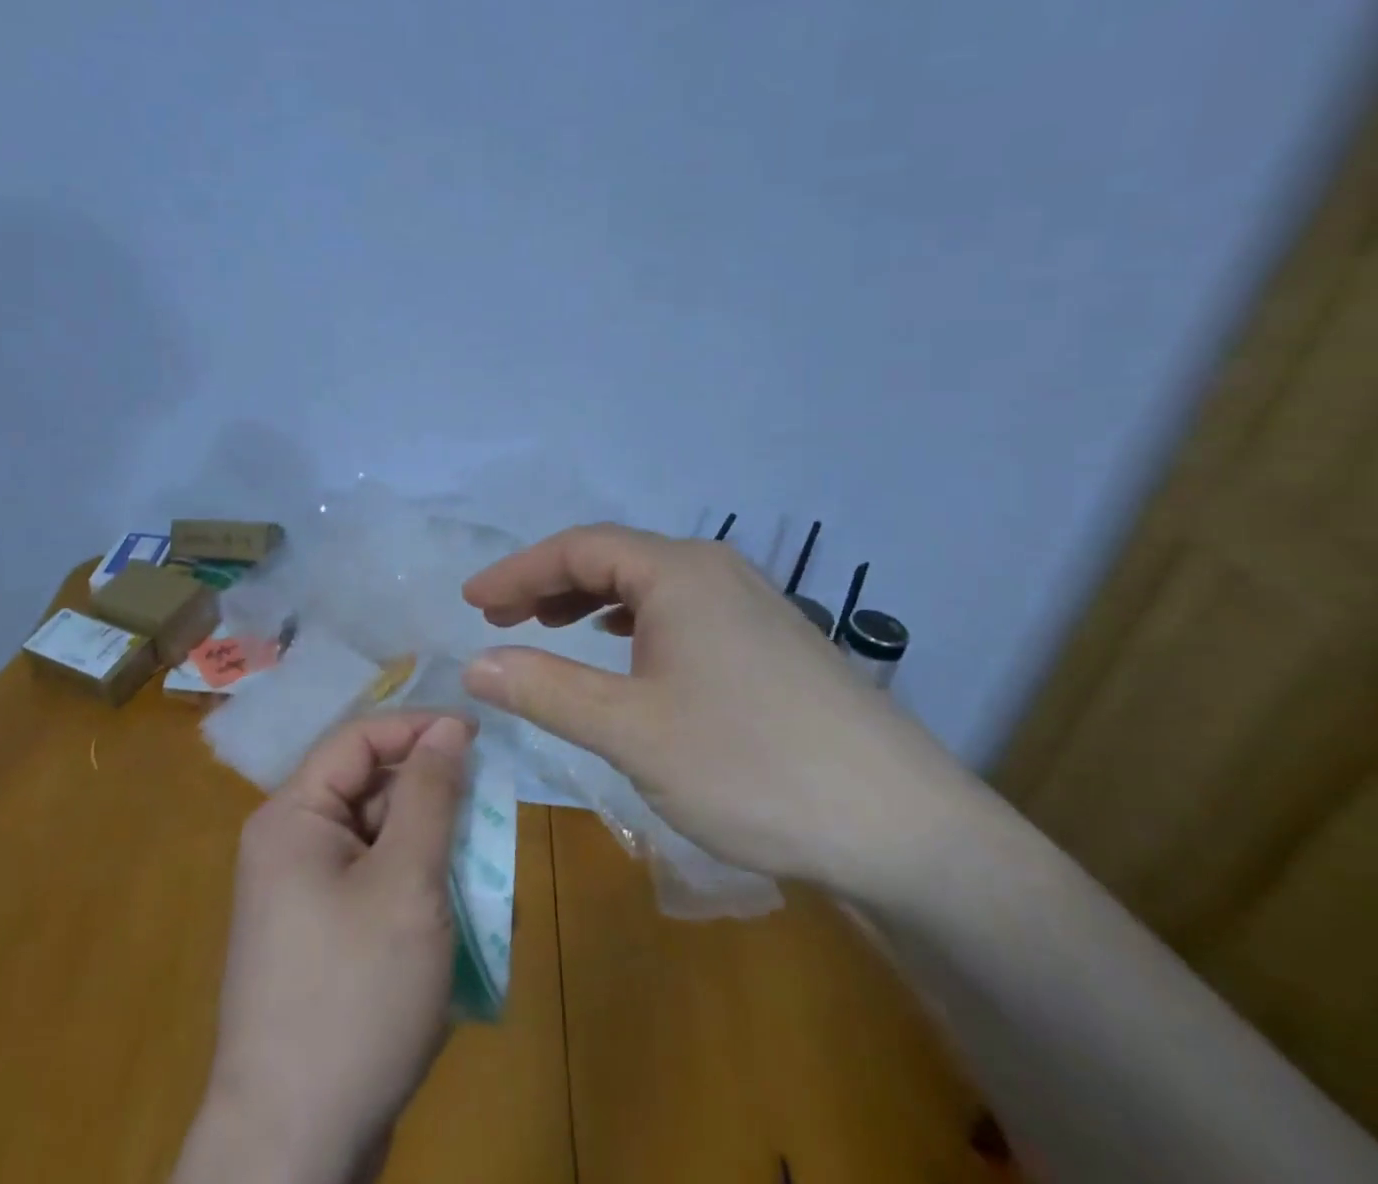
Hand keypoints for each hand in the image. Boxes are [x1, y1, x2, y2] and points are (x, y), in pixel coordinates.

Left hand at [174, 711, 472, 1183]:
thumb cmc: (354, 996)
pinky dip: (414, 886)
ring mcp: (301, 895)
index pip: (359, 738)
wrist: (293, 1151)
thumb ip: (429, 795)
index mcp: (293, 815)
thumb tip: (449, 727)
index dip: (419, 726)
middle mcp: (289, 844)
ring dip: (430, 845)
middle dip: (430, 793)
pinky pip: (373, 884)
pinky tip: (454, 914)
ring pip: (377, 839)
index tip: (481, 733)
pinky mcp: (319, 938)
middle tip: (490, 806)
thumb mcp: (406, 883)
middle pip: (368, 788)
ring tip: (481, 864)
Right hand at [460, 523, 984, 901]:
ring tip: (549, 627)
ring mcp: (750, 602)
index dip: (518, 571)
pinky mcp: (770, 640)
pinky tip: (624, 650)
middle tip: (500, 618)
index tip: (472, 602)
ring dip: (590, 600)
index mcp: (679, 572)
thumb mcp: (631, 731)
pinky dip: (632, 620)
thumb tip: (474, 664)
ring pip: (648, 583)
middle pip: (612, 557)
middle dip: (548, 583)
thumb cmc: (751, 766)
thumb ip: (546, 690)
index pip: (577, 549)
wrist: (905, 829)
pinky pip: (680, 610)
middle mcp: (715, 570)